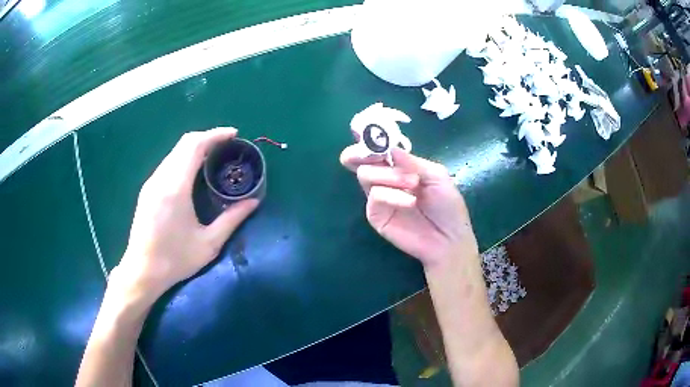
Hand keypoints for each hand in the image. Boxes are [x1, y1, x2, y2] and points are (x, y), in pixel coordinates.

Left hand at [114, 127, 259, 299]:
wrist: (142, 271)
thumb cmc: (175, 260)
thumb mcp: (209, 244)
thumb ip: (232, 219)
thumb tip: (253, 202)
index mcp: (175, 188)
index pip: (194, 146)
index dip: (215, 135)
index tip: (234, 134)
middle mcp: (161, 179)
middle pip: (183, 143)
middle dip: (207, 137)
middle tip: (227, 145)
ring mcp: (151, 183)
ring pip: (174, 152)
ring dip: (195, 148)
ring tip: (214, 156)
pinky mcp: (147, 190)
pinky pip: (168, 164)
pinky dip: (184, 158)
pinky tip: (194, 172)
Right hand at [340, 147, 475, 266]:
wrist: (449, 237)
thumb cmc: (447, 205)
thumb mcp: (436, 175)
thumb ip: (411, 161)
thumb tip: (388, 146)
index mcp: (399, 166)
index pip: (377, 149)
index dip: (368, 139)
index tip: (364, 131)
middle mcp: (385, 179)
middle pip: (359, 160)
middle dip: (361, 153)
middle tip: (373, 153)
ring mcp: (378, 197)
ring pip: (365, 174)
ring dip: (389, 174)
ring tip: (413, 183)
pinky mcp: (376, 215)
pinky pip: (375, 197)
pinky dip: (392, 195)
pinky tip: (410, 202)